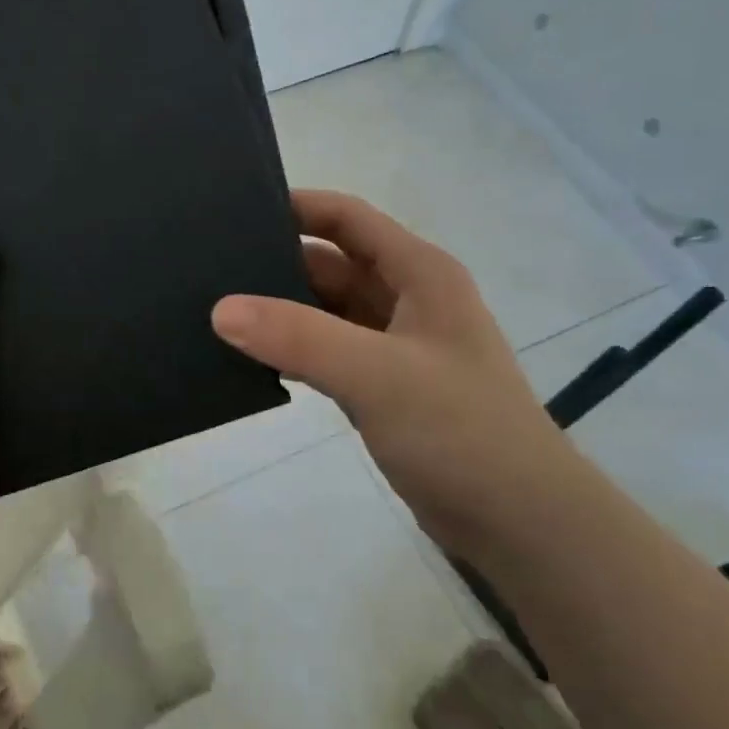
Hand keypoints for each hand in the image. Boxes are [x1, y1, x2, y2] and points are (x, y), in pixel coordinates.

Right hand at [211, 190, 588, 557]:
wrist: (518, 521)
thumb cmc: (460, 431)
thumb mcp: (378, 374)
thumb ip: (300, 337)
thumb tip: (221, 309)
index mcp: (419, 274)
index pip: (348, 219)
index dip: (295, 207)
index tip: (233, 213)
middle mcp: (407, 300)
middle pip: (330, 264)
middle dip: (276, 263)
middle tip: (209, 270)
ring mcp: (394, 347)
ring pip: (326, 311)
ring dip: (281, 310)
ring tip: (216, 311)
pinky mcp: (383, 388)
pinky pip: (327, 353)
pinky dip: (293, 351)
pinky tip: (250, 360)